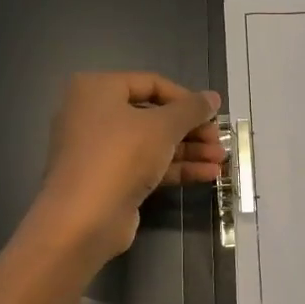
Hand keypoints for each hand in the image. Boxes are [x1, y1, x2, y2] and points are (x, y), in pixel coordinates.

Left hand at [28, 73, 223, 265]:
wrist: (83, 219)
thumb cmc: (120, 156)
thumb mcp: (163, 126)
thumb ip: (191, 109)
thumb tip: (213, 97)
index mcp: (97, 89)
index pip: (151, 83)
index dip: (186, 98)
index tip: (213, 114)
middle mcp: (94, 115)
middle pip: (153, 116)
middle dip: (191, 129)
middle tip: (219, 140)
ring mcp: (99, 150)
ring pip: (152, 143)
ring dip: (188, 150)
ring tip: (221, 160)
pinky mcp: (108, 179)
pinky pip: (146, 165)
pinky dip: (175, 168)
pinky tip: (207, 175)